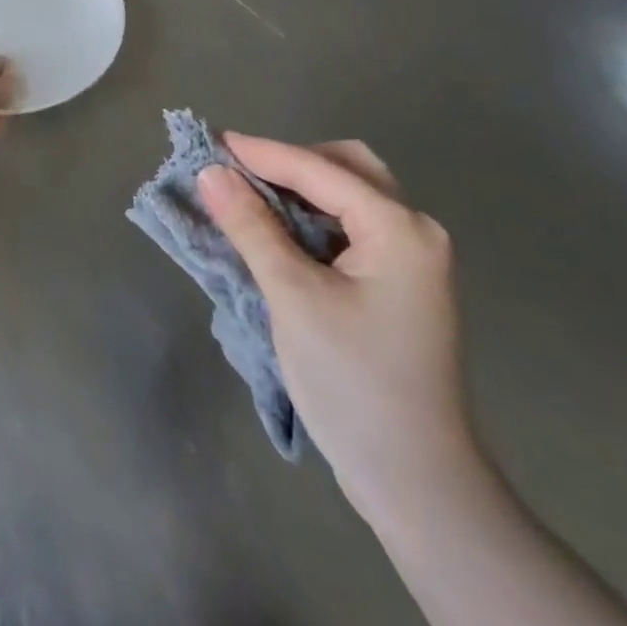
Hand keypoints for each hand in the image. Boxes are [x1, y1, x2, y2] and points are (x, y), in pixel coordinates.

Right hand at [198, 134, 475, 514]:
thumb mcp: (292, 297)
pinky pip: (352, 225)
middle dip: (290, 162)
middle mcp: (415, 231)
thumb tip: (210, 172)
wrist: (417, 484)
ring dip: (301, 187)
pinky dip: (313, 215)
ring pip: (350, 195)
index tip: (209, 141)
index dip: (261, 153)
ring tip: (250, 196)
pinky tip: (279, 229)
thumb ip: (251, 226)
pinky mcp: (401, 283)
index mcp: (400, 228)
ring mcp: (413, 259)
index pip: (319, 169)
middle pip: (346, 167)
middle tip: (238, 173)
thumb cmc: (353, 384)